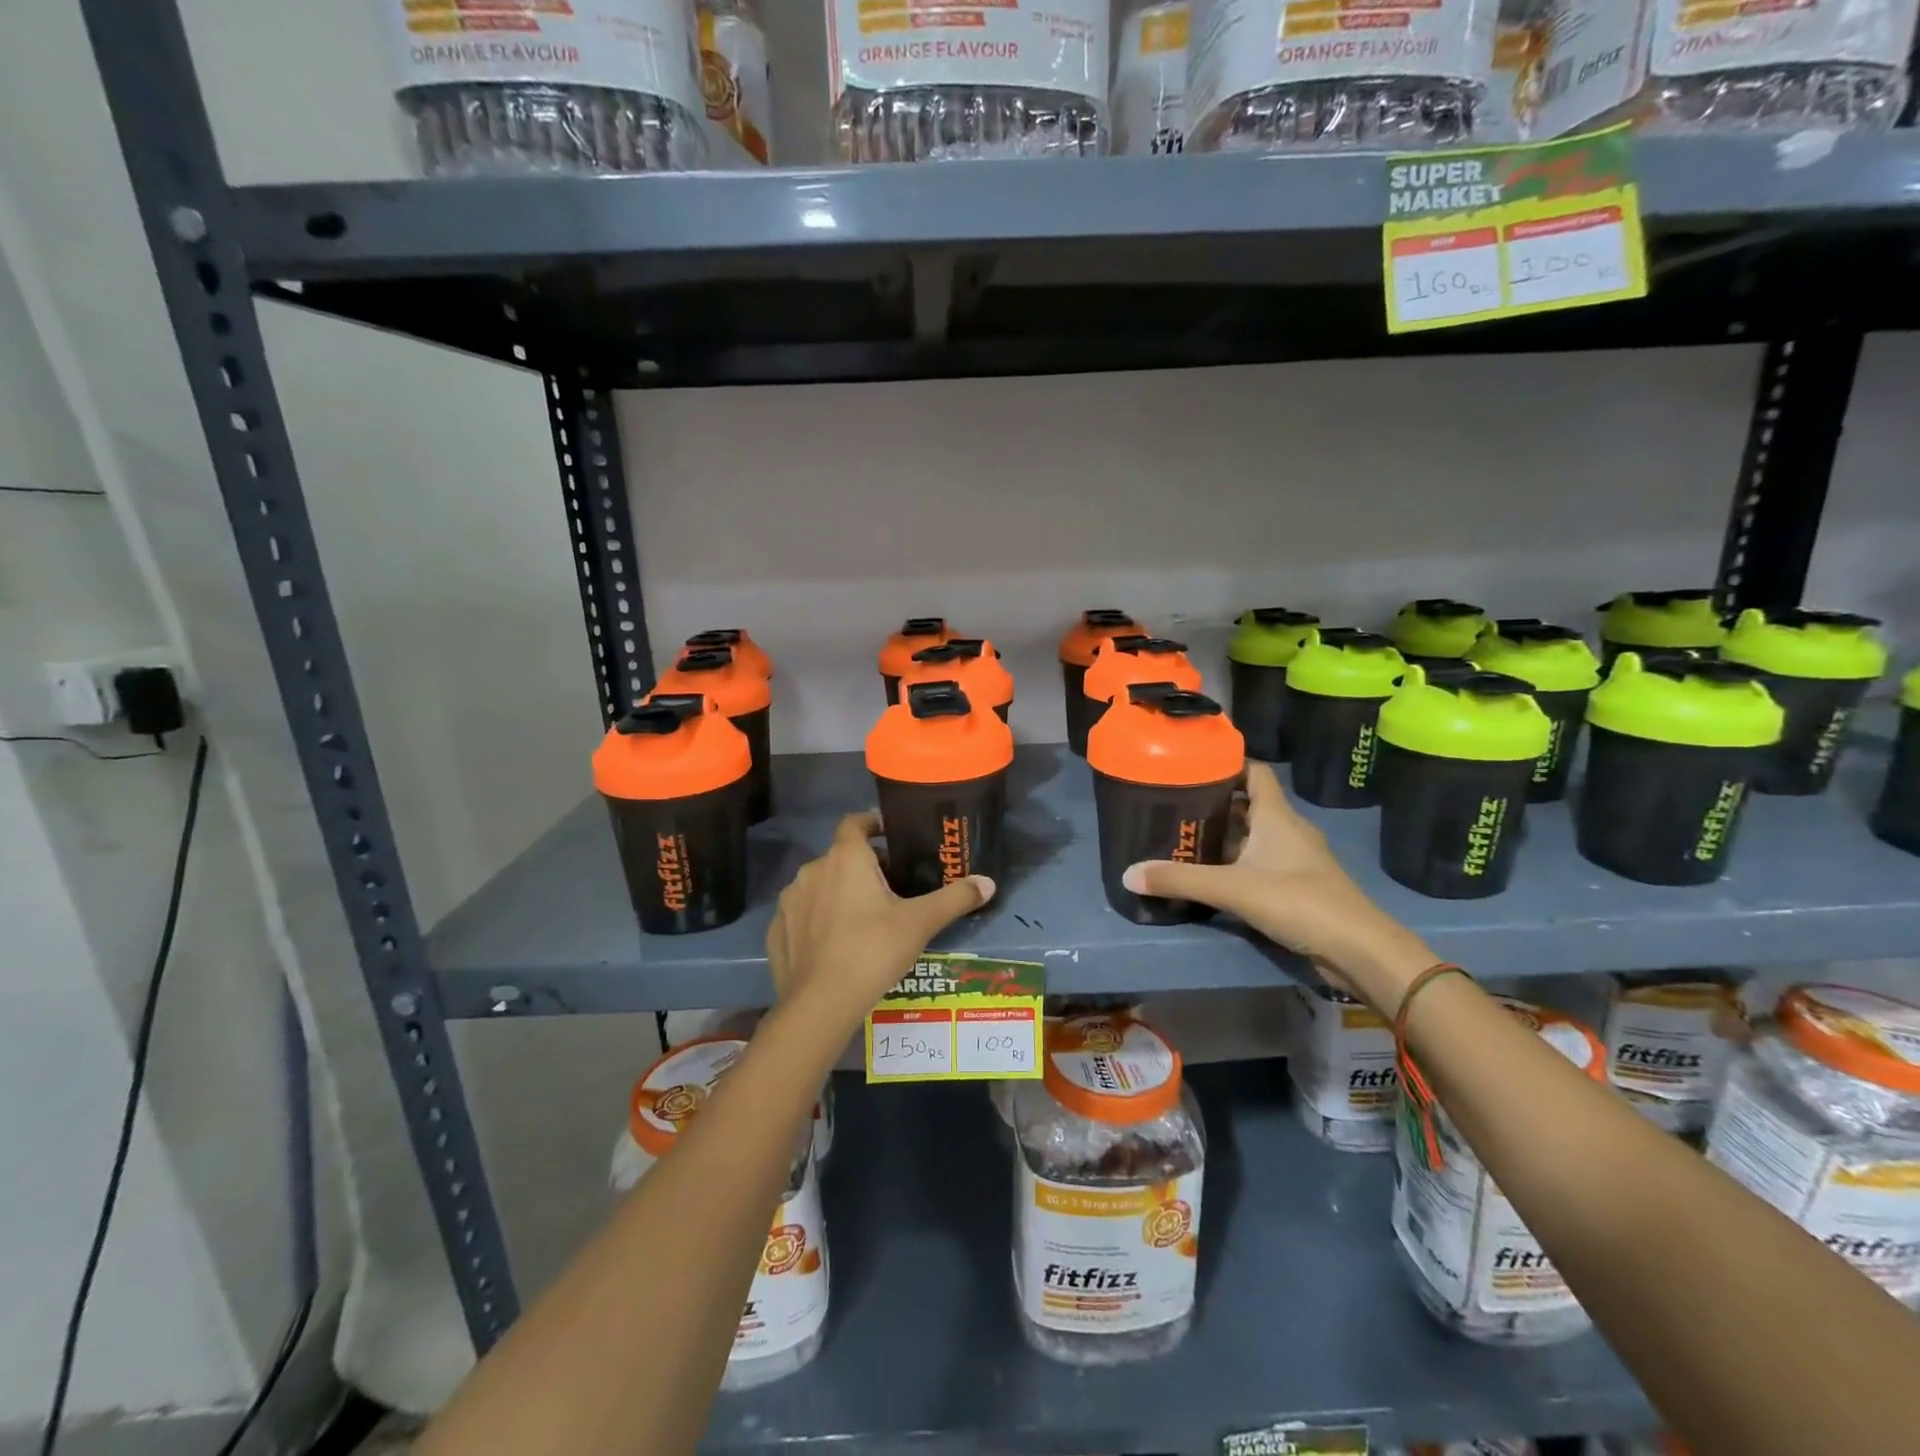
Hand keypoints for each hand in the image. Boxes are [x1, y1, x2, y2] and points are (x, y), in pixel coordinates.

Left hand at [767, 811, 994, 1030]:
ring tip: (862, 917)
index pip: (855, 822)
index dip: (872, 823)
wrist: (821, 1004)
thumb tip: (988, 883)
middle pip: (840, 856)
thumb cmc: (873, 950)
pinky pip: (801, 914)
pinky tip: (834, 943)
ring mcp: (790, 901)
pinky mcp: (776, 931)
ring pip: (819, 885)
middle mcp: (813, 870)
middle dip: (863, 865)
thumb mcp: (921, 923)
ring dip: (838, 891)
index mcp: (846, 858)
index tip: (890, 835)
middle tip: (889, 886)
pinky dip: (817, 919)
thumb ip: (954, 898)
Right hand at [1121, 763, 1433, 1013]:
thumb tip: (1127, 874)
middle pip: (1248, 805)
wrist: (1358, 950)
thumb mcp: (1232, 888)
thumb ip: (1179, 880)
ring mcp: (1295, 860)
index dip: (1227, 764)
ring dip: (1224, 837)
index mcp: (1276, 816)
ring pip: (1253, 837)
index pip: (1255, 772)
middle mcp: (1287, 830)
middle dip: (1213, 804)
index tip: (1192, 766)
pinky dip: (1235, 864)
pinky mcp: (1297, 886)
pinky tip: (1211, 876)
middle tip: (1173, 807)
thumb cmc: (1298, 902)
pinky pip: (1260, 863)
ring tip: (1183, 839)